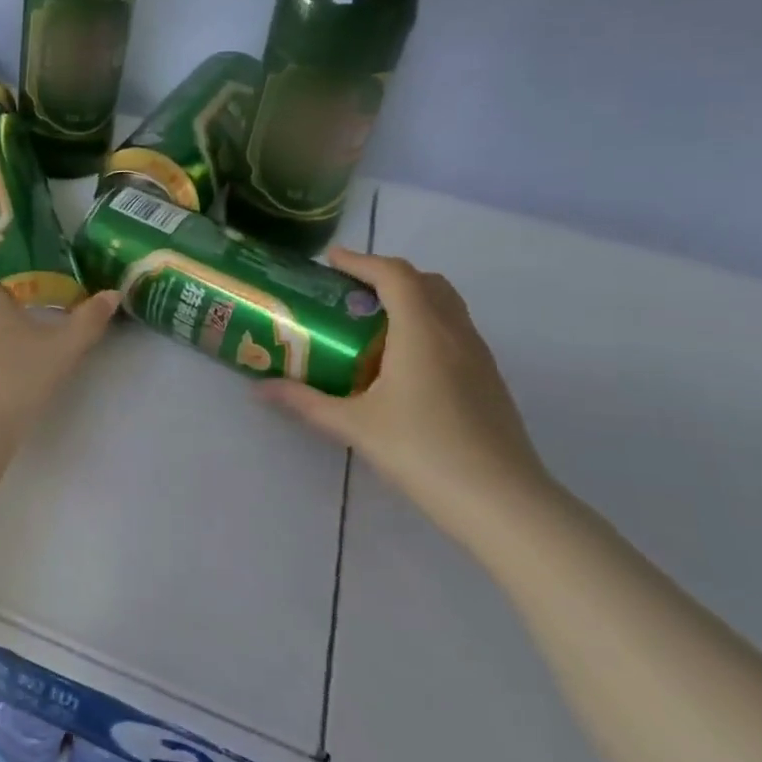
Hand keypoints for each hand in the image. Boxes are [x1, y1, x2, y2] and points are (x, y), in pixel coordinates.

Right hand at [259, 247, 555, 550]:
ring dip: (411, 299)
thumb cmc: (422, 452)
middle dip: (387, 276)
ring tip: (372, 324)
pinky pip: (456, 332)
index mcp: (422, 332)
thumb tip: (260, 389)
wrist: (501, 500)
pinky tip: (403, 364)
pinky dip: (427, 326)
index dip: (361, 261)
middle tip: (350, 292)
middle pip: (426, 282)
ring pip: (446, 306)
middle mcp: (455, 333)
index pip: (394, 275)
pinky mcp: (489, 380)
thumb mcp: (354, 426)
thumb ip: (305, 402)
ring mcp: (479, 356)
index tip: (330, 261)